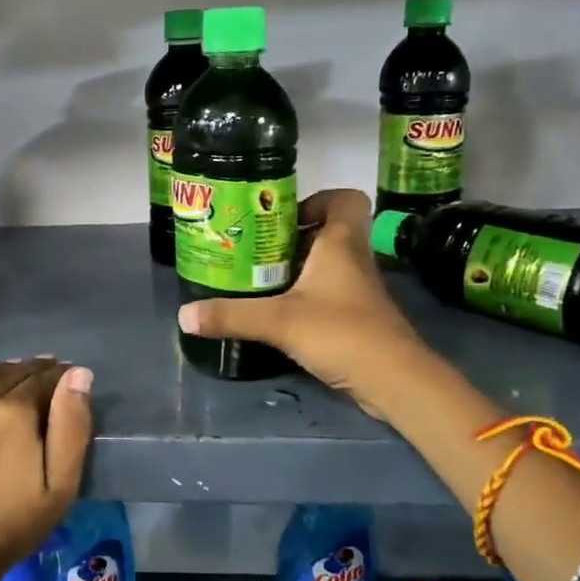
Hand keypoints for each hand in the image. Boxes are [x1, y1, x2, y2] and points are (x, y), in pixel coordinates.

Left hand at [0, 357, 93, 580]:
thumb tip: (77, 374)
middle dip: (25, 377)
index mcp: (12, 411)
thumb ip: (72, 425)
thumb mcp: (60, 487)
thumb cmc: (10, 525)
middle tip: (32, 391)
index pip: (41, 376)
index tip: (62, 382)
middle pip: (6, 372)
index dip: (56, 377)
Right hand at [177, 189, 426, 422]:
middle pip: (327, 231)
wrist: (395, 381)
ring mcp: (357, 290)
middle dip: (292, 236)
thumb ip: (232, 316)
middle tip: (254, 248)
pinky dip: (305, 296)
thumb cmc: (342, 333)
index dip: (317, 200)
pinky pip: (328, 292)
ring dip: (296, 267)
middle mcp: (352, 260)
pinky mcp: (357, 317)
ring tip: (258, 278)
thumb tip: (184, 315)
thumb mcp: (280, 322)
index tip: (282, 218)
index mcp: (340, 244)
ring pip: (327, 264)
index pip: (344, 199)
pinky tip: (279, 312)